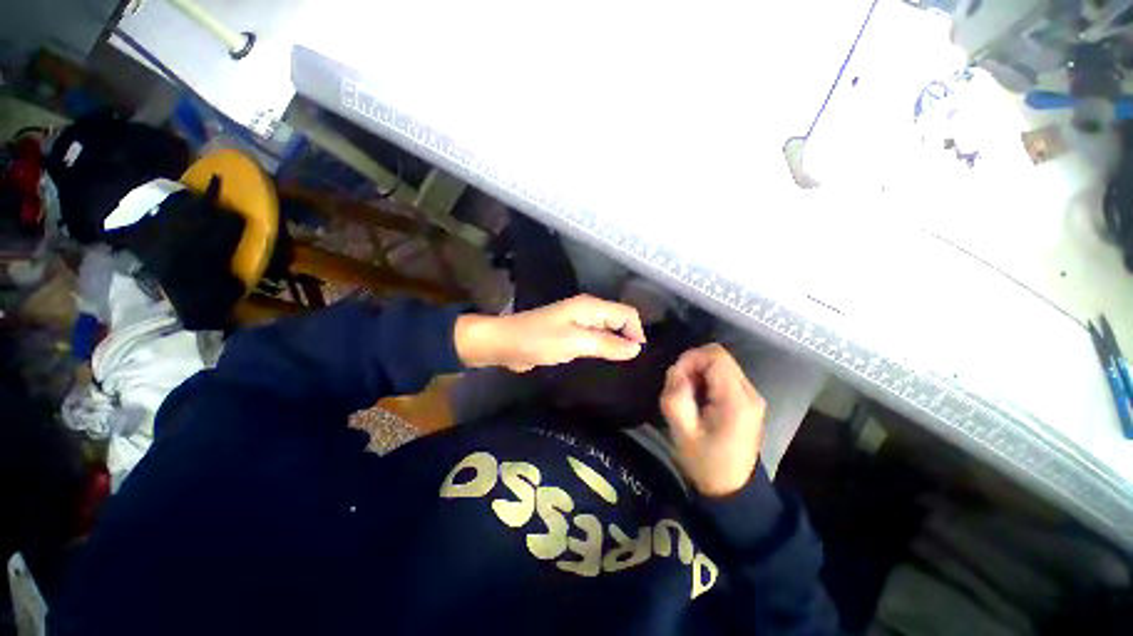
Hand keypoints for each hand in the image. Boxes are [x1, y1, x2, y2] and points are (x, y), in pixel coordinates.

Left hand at [454, 294, 645, 371]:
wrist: (505, 344)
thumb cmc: (539, 340)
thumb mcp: (576, 342)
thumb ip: (607, 344)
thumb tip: (637, 348)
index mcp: (591, 306)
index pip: (627, 313)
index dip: (636, 332)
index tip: (636, 356)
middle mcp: (588, 311)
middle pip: (619, 320)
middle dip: (628, 339)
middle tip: (631, 365)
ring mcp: (579, 322)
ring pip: (608, 331)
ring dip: (615, 345)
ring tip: (621, 367)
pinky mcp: (571, 334)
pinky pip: (595, 339)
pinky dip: (602, 349)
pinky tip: (603, 363)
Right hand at [660, 344, 764, 496]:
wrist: (733, 489)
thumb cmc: (706, 463)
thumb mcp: (682, 432)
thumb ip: (675, 396)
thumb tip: (675, 370)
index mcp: (736, 401)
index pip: (715, 356)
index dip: (691, 358)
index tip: (676, 378)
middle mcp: (750, 393)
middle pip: (719, 357)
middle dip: (693, 365)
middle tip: (680, 387)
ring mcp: (752, 397)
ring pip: (722, 364)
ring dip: (699, 373)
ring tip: (689, 396)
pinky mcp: (749, 401)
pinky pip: (725, 376)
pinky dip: (707, 380)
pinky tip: (700, 400)